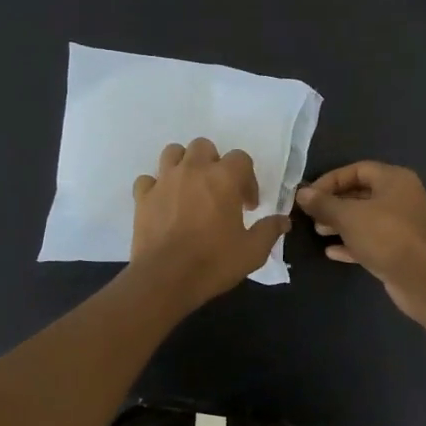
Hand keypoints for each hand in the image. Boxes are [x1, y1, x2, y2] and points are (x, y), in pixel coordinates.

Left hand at [128, 138, 289, 311]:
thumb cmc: (214, 262)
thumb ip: (269, 230)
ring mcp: (164, 181)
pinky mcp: (142, 197)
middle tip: (218, 191)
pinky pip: (148, 179)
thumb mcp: (252, 251)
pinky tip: (163, 202)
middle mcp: (193, 170)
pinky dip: (156, 186)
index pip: (241, 158)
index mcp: (223, 178)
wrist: (165, 278)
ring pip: (173, 153)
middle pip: (204, 146)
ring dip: (184, 164)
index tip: (248, 206)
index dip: (248, 179)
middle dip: (214, 163)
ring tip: (190, 188)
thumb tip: (283, 221)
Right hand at [295, 161, 425, 317]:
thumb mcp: (348, 216)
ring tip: (319, 232)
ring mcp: (403, 225)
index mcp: (395, 180)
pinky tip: (332, 252)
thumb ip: (323, 203)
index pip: (358, 169)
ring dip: (341, 224)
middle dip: (334, 204)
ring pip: (366, 219)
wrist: (419, 277)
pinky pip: (372, 240)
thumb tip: (302, 193)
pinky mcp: (400, 249)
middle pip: (362, 194)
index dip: (331, 180)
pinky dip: (352, 244)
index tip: (310, 195)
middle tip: (312, 215)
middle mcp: (402, 197)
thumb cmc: (384, 235)